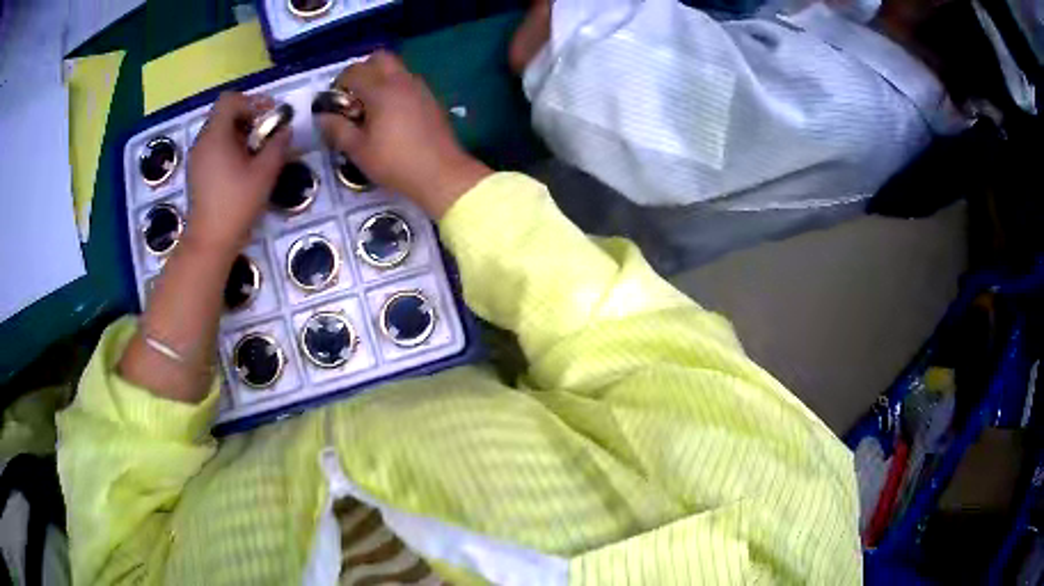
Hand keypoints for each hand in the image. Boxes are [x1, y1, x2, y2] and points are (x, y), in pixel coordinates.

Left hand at [185, 92, 289, 254]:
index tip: (268, 117)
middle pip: (224, 114)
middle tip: (264, 135)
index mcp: (216, 135)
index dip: (251, 102)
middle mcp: (202, 141)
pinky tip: (240, 168)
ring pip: (218, 132)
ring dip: (238, 134)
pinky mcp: (196, 173)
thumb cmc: (236, 204)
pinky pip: (213, 148)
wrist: (209, 241)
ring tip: (254, 153)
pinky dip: (228, 148)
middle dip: (247, 118)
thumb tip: (285, 130)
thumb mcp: (264, 172)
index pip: (230, 100)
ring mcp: (196, 158)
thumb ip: (278, 145)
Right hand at [317, 51, 490, 217]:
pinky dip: (396, 88)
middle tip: (354, 96)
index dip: (339, 84)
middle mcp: (402, 81)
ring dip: (380, 78)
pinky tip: (392, 115)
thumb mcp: (358, 150)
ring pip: (397, 68)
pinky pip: (409, 82)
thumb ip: (337, 129)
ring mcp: (420, 88)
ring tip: (372, 107)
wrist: (441, 173)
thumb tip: (321, 117)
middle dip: (363, 70)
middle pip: (379, 58)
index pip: (353, 71)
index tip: (335, 103)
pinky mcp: (431, 99)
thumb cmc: (395, 162)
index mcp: (381, 90)